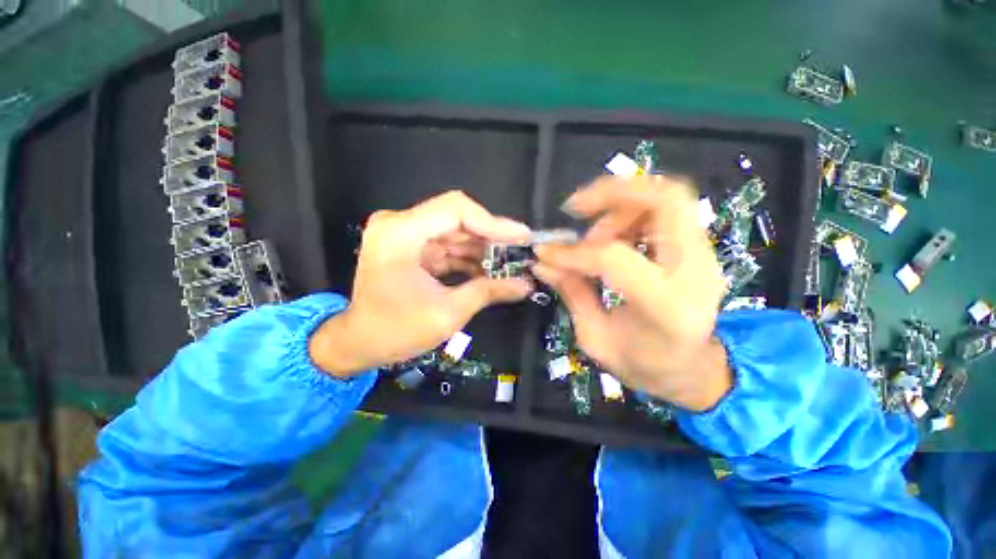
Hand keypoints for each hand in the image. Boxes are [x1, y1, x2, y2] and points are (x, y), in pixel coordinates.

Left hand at [310, 191, 532, 376]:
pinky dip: (468, 256)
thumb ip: (489, 292)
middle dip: (491, 236)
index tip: (521, 236)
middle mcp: (400, 225)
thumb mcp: (448, 313)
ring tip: (510, 262)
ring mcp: (404, 234)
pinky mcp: (411, 247)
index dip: (493, 222)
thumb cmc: (396, 332)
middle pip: (457, 218)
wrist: (359, 343)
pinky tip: (489, 269)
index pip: (456, 209)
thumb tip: (525, 285)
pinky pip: (447, 244)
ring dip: (482, 247)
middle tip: (521, 250)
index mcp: (400, 234)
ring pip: (455, 231)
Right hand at [533, 176, 731, 411]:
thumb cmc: (644, 365)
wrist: (694, 371)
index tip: (546, 252)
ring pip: (667, 198)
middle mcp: (695, 272)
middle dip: (614, 192)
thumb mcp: (595, 338)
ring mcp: (704, 256)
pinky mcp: (698, 249)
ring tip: (592, 234)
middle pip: (665, 200)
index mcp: (666, 307)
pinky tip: (611, 236)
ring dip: (620, 205)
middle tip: (576, 207)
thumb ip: (571, 293)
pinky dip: (632, 213)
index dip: (573, 252)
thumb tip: (543, 262)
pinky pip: (665, 212)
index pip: (614, 258)